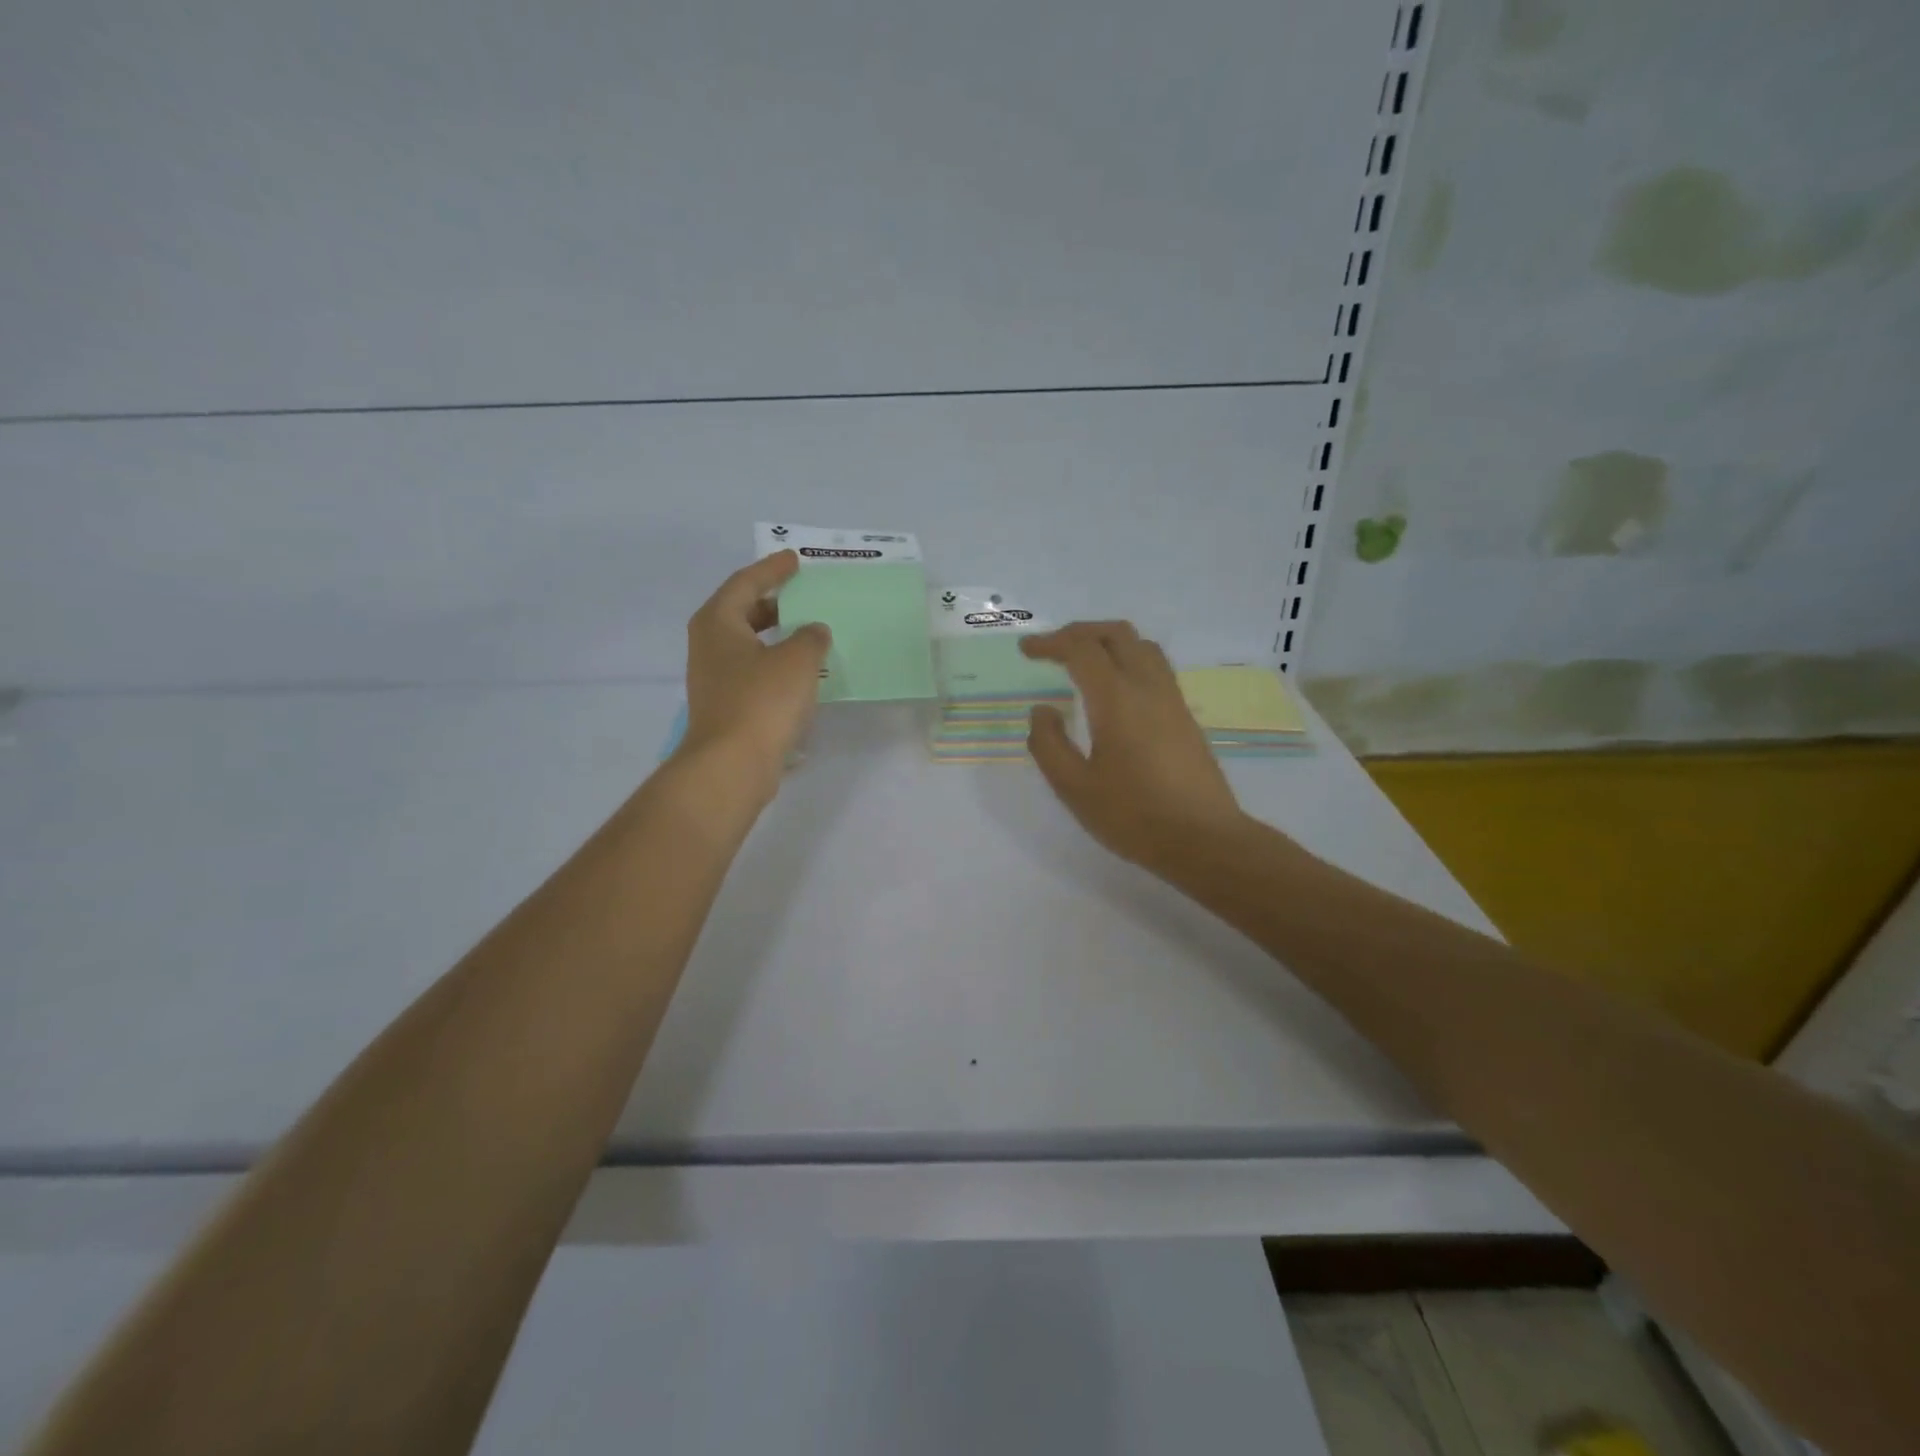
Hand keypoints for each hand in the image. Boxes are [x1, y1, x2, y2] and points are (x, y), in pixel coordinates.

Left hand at [677, 551, 830, 798]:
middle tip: (802, 594)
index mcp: (718, 622)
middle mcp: (709, 645)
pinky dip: (775, 664)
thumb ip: (810, 637)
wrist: (732, 765)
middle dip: (772, 602)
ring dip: (776, 636)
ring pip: (748, 644)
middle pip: (742, 611)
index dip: (772, 569)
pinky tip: (800, 673)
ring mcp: (714, 678)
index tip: (795, 560)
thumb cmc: (762, 701)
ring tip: (807, 632)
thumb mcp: (798, 659)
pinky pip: (753, 671)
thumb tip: (813, 631)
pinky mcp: (726, 705)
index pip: (746, 582)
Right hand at [1022, 622, 1244, 868]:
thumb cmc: (1133, 816)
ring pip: (1142, 646)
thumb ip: (1049, 745)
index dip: (1051, 643)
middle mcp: (1148, 688)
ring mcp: (1172, 700)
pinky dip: (1128, 660)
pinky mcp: (1185, 717)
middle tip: (1053, 648)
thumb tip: (1042, 711)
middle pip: (1117, 634)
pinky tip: (1115, 691)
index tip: (1027, 651)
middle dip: (1080, 632)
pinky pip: (1155, 668)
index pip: (1081, 650)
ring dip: (1109, 642)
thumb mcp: (1074, 788)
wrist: (1204, 840)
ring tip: (1084, 661)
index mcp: (1117, 699)